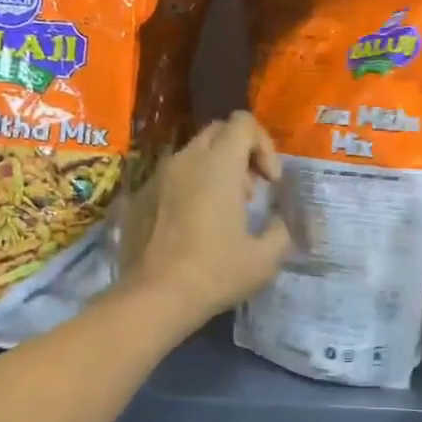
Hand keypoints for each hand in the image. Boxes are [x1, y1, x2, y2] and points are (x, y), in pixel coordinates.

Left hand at [119, 111, 293, 328]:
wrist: (154, 298)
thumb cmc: (215, 273)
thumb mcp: (265, 258)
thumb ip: (281, 230)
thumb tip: (280, 221)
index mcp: (218, 166)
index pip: (243, 123)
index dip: (264, 145)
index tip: (270, 182)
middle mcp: (186, 160)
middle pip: (218, 131)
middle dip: (241, 153)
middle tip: (251, 192)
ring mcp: (158, 177)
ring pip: (193, 153)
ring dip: (216, 170)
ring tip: (224, 211)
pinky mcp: (141, 196)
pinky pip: (172, 176)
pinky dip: (191, 187)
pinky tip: (195, 226)